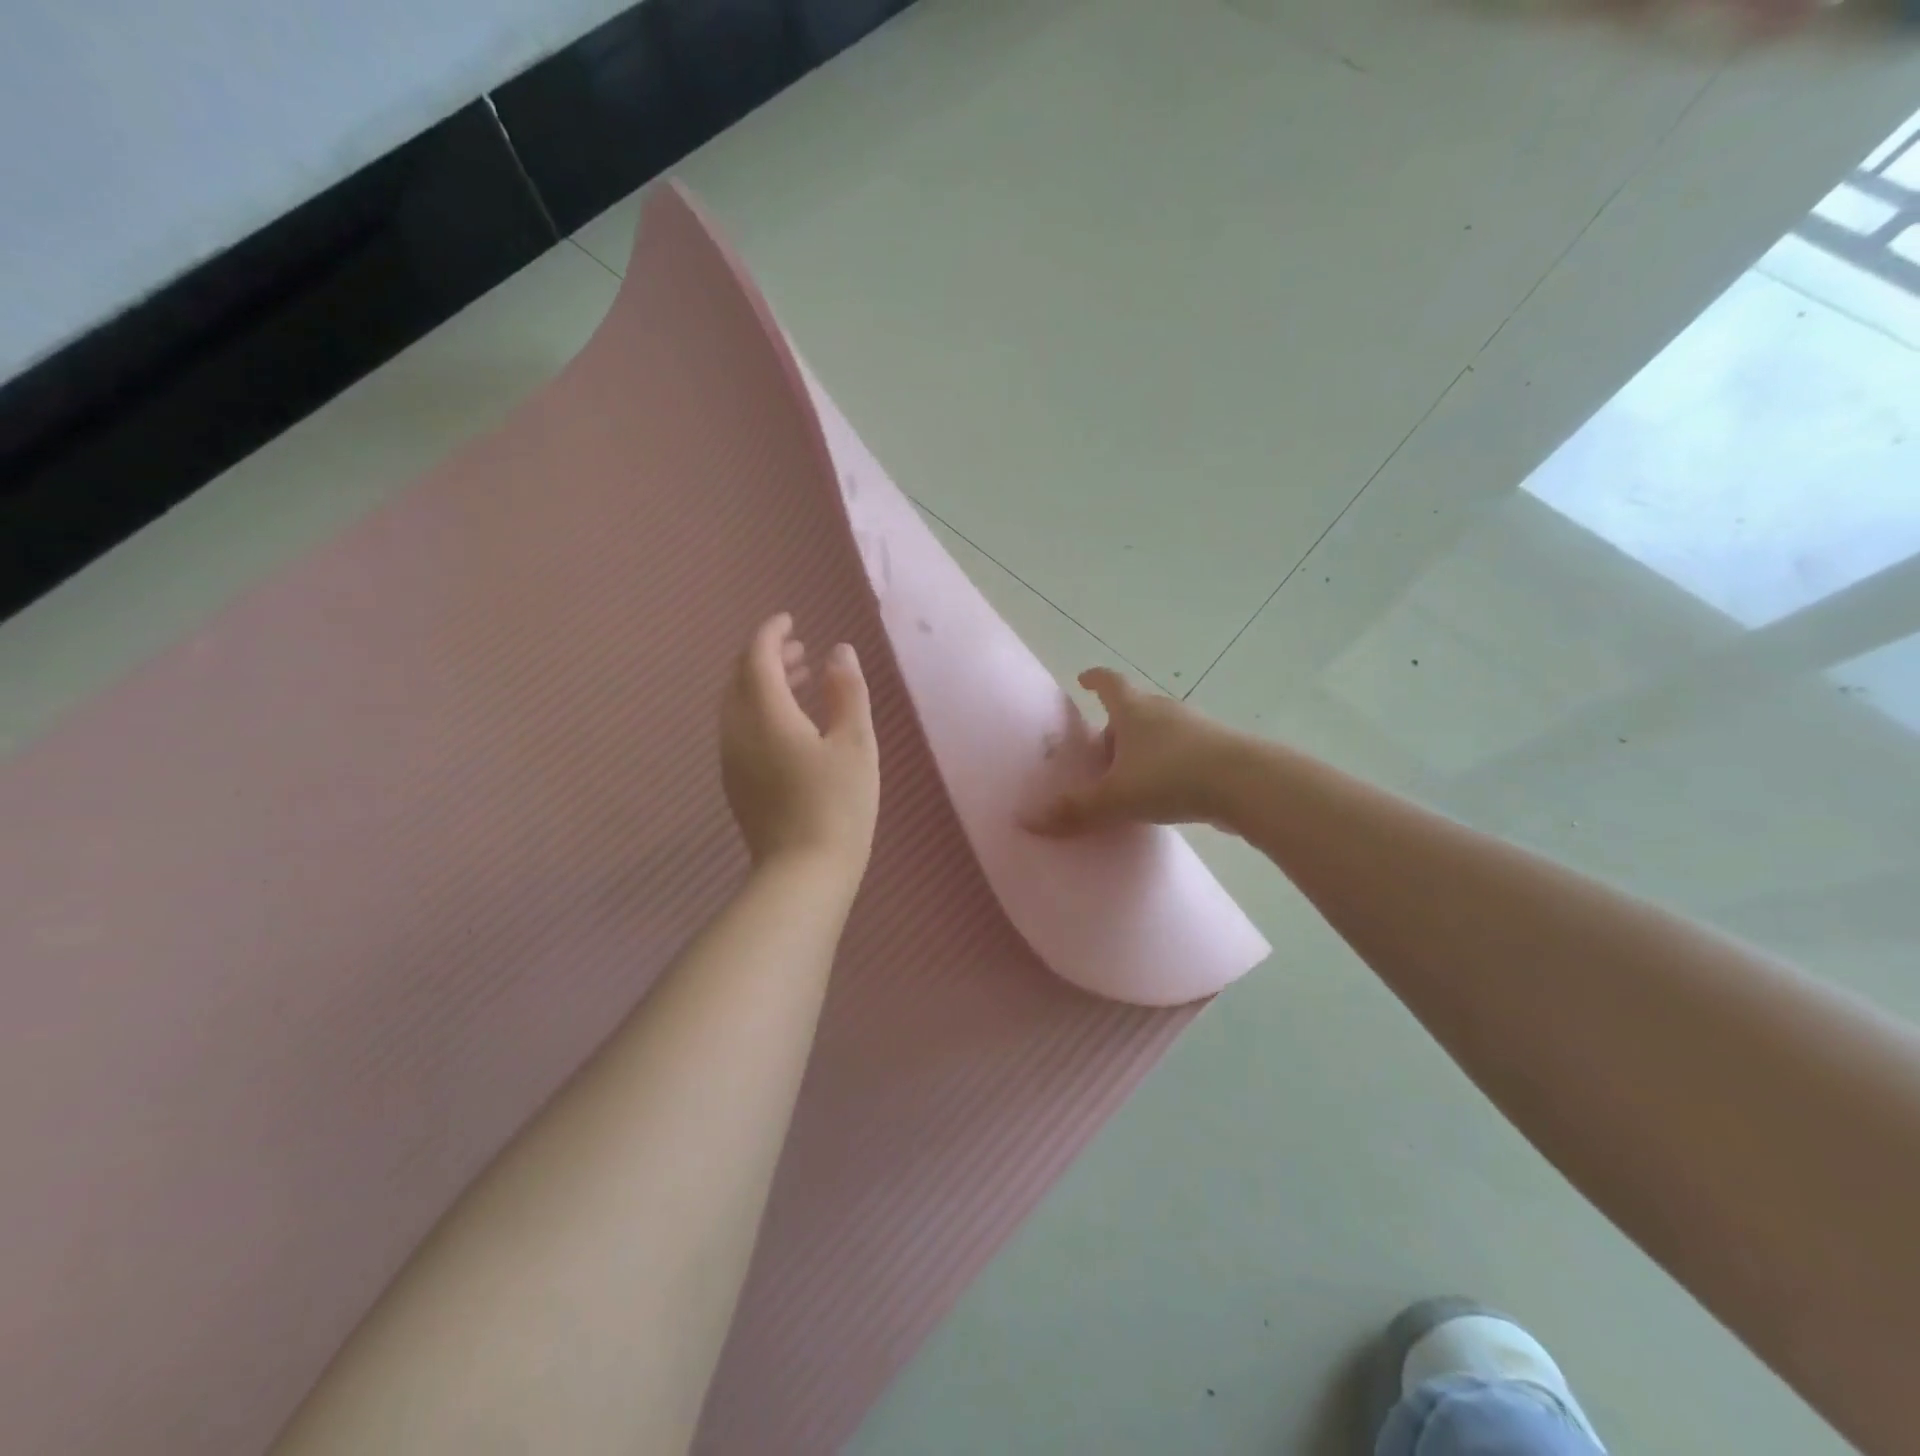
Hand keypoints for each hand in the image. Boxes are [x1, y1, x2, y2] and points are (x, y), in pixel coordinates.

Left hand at [720, 614, 878, 878]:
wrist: (803, 873)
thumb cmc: (838, 804)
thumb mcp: (855, 743)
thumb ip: (846, 692)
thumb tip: (839, 651)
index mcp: (766, 714)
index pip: (757, 657)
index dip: (771, 633)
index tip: (790, 619)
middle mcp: (738, 731)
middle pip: (740, 679)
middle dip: (766, 656)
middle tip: (800, 649)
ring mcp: (732, 759)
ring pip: (737, 705)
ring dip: (763, 684)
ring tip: (800, 680)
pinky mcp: (736, 783)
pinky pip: (740, 729)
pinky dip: (760, 710)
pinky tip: (790, 724)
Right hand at [1025, 668, 1239, 835]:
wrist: (1245, 784)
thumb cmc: (1170, 777)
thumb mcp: (1115, 797)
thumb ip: (1074, 810)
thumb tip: (1026, 820)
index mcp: (1134, 710)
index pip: (1110, 683)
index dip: (1094, 680)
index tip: (1083, 679)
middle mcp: (1164, 711)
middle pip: (1133, 710)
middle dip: (1114, 728)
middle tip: (1099, 756)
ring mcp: (1195, 728)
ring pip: (1159, 733)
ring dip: (1142, 749)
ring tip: (1129, 779)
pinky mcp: (1218, 751)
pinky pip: (1182, 753)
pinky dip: (1167, 766)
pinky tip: (1165, 793)